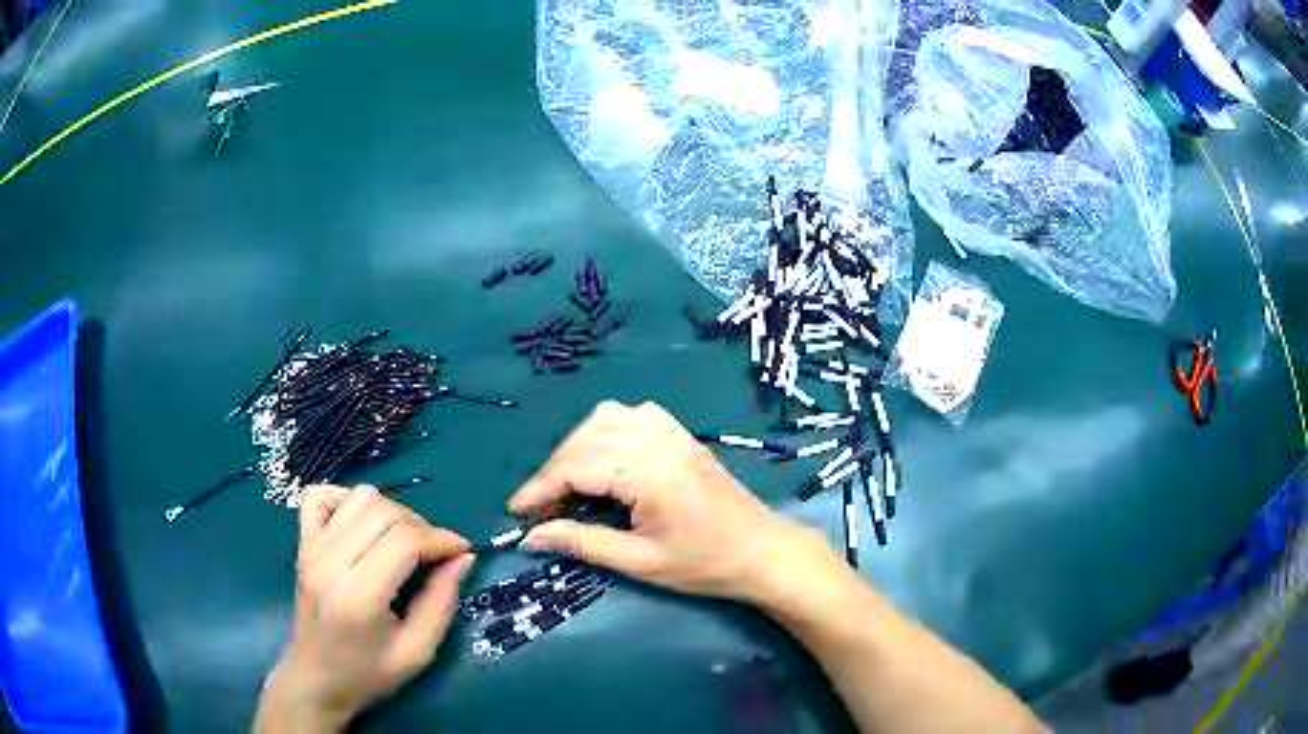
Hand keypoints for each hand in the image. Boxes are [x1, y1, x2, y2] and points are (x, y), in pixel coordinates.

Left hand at [255, 485, 473, 731]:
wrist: (315, 679)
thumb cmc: (368, 674)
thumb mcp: (417, 652)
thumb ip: (442, 603)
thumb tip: (463, 558)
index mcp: (358, 596)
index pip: (403, 541)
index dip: (441, 539)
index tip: (463, 551)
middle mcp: (329, 563)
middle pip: (382, 511)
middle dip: (421, 525)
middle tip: (436, 553)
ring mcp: (310, 548)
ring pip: (358, 497)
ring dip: (392, 511)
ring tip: (405, 541)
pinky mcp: (302, 543)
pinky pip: (321, 496)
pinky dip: (348, 499)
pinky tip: (364, 524)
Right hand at [509, 401, 827, 603]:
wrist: (763, 552)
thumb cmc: (705, 564)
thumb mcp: (641, 562)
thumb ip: (584, 543)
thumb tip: (532, 537)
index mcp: (648, 473)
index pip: (577, 467)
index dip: (540, 488)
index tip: (517, 514)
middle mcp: (658, 442)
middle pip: (587, 438)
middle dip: (555, 469)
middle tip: (542, 507)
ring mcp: (673, 434)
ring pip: (608, 418)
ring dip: (579, 446)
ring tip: (570, 484)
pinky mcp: (683, 437)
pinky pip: (636, 416)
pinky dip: (610, 430)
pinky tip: (609, 457)